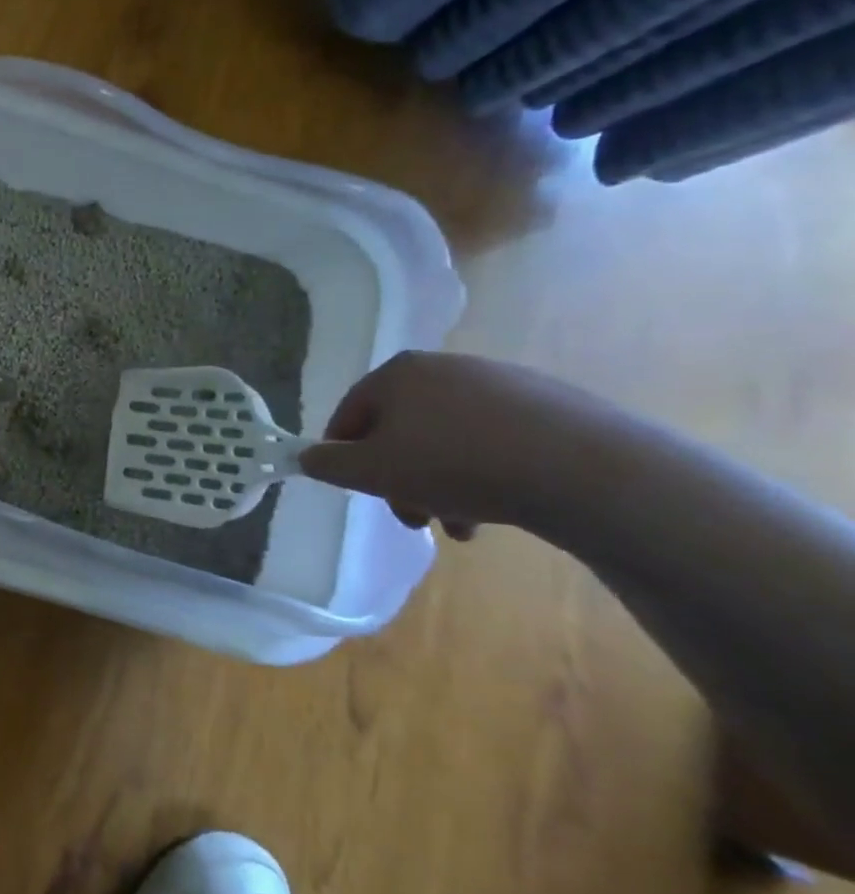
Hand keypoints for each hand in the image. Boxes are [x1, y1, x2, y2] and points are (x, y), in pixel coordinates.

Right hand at [298, 351, 601, 538]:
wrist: (585, 469)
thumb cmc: (455, 464)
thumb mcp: (373, 472)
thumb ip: (329, 465)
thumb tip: (307, 457)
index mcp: (398, 373)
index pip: (350, 414)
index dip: (344, 456)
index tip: (359, 493)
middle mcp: (446, 367)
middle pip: (400, 430)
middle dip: (399, 478)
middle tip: (411, 517)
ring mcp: (501, 383)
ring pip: (447, 441)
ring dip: (440, 484)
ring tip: (460, 526)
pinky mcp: (549, 405)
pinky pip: (494, 442)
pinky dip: (484, 474)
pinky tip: (497, 510)